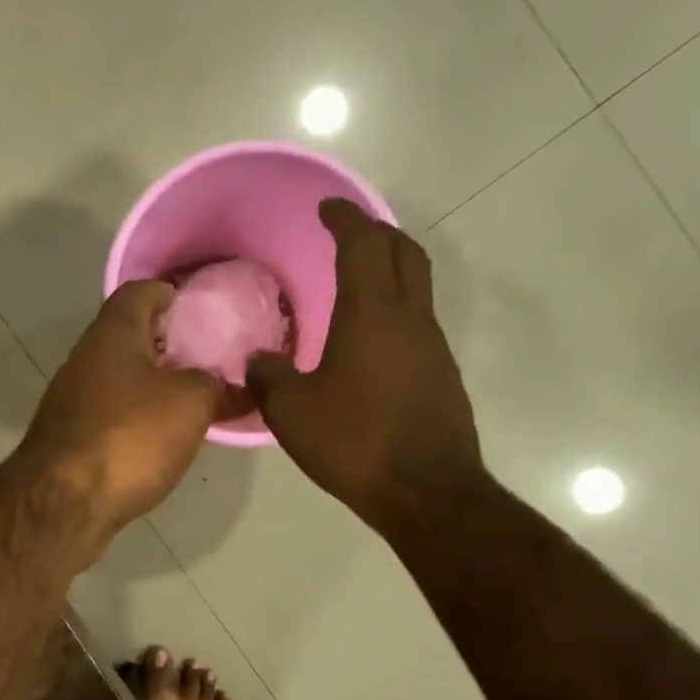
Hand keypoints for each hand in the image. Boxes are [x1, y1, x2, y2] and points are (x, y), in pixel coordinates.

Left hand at [17, 280, 219, 546]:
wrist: (63, 503)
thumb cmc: (129, 437)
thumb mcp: (191, 402)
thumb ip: (212, 383)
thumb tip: (216, 382)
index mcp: (112, 333)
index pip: (140, 292)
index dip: (171, 292)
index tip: (199, 306)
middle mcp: (85, 359)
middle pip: (129, 337)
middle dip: (167, 344)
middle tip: (208, 358)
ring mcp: (72, 402)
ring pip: (120, 380)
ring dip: (153, 385)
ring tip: (194, 399)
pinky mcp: (70, 440)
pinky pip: (112, 416)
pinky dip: (137, 419)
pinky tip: (162, 438)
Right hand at [247, 199, 482, 531]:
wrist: (424, 491)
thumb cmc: (352, 442)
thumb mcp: (291, 411)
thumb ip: (268, 376)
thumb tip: (258, 360)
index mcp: (371, 315)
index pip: (363, 245)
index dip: (344, 219)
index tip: (326, 208)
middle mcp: (410, 319)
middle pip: (403, 253)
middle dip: (376, 232)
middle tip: (346, 233)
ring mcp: (432, 346)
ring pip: (415, 287)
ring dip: (388, 271)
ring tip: (354, 284)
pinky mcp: (441, 375)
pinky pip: (416, 324)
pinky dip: (393, 311)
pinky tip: (367, 342)